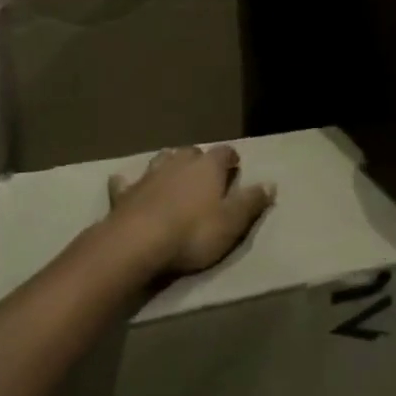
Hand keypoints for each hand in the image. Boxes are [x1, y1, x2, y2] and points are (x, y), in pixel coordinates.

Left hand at [107, 146, 274, 275]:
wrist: (139, 242)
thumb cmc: (193, 232)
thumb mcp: (232, 222)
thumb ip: (251, 202)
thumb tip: (271, 183)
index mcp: (208, 167)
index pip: (224, 152)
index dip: (230, 158)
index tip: (235, 165)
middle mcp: (179, 163)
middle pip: (192, 152)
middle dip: (199, 159)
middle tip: (205, 173)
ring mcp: (149, 175)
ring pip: (162, 159)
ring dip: (169, 164)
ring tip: (173, 174)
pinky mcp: (125, 193)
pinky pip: (126, 182)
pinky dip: (128, 182)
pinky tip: (124, 183)